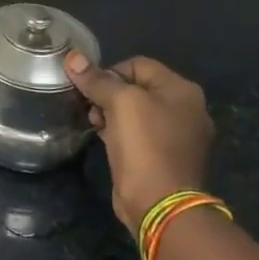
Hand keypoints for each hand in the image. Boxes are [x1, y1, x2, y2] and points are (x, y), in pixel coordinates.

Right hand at [64, 53, 213, 231]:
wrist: (159, 202)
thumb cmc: (144, 144)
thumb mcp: (119, 103)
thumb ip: (96, 79)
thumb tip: (72, 57)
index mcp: (182, 90)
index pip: (137, 64)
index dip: (109, 73)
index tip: (91, 91)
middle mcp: (186, 108)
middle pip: (136, 87)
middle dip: (108, 95)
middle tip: (92, 110)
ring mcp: (178, 134)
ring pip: (135, 111)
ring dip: (111, 113)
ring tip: (96, 126)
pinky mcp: (165, 155)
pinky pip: (138, 132)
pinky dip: (120, 132)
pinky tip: (105, 140)